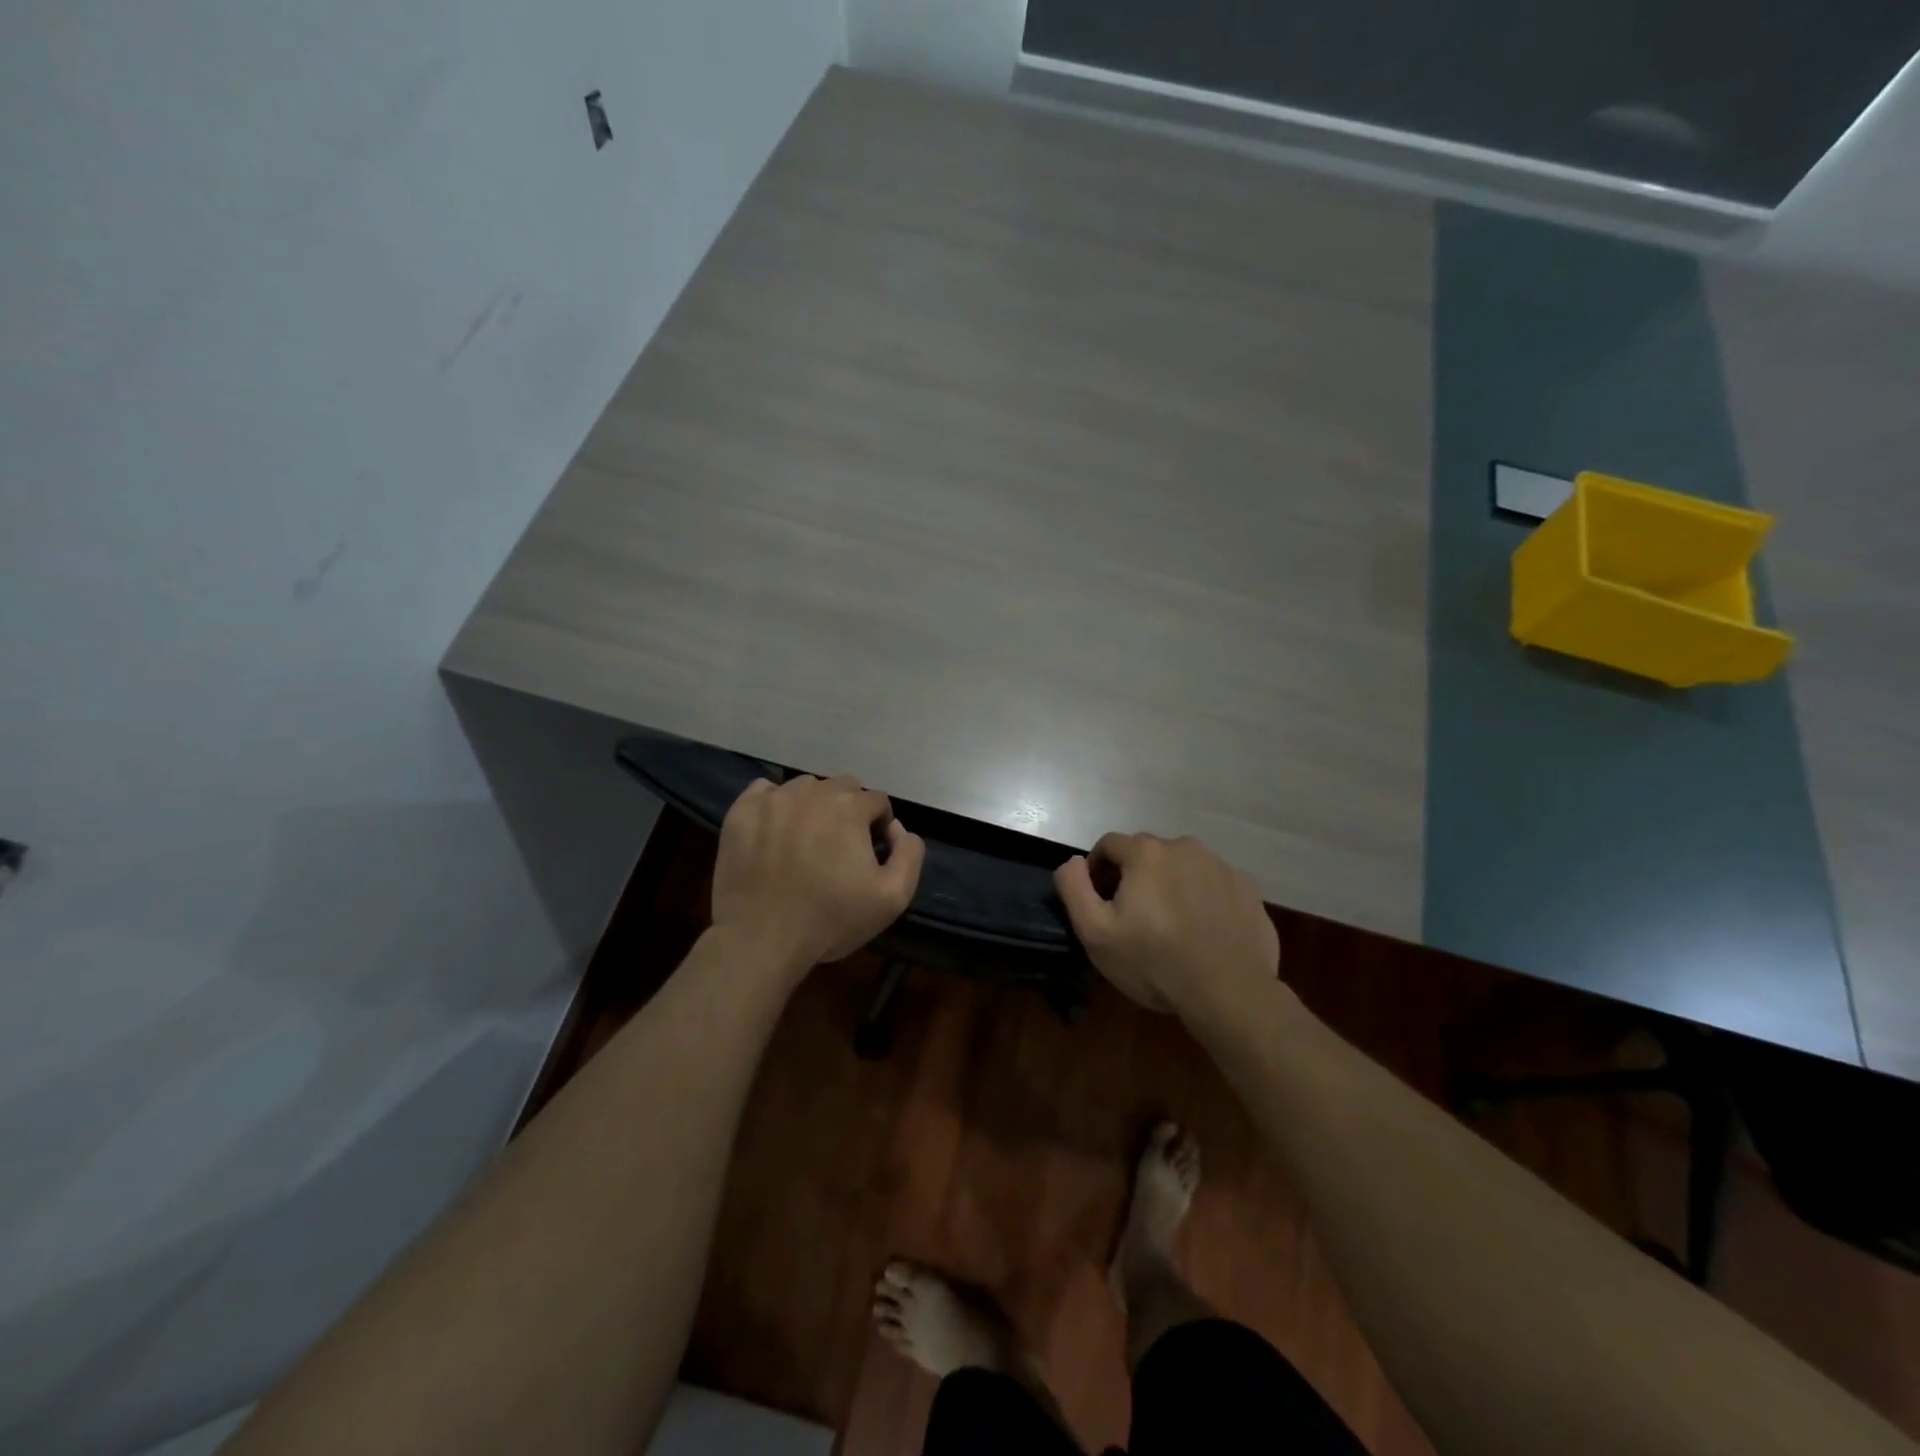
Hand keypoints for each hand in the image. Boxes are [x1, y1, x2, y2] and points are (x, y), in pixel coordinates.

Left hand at [710, 775, 925, 980]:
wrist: (761, 939)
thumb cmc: (830, 920)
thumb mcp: (893, 897)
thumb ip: (909, 854)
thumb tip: (899, 829)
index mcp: (850, 807)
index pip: (877, 801)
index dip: (879, 827)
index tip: (869, 855)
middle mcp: (812, 791)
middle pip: (842, 787)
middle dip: (849, 811)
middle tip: (840, 848)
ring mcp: (773, 799)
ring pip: (805, 788)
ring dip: (814, 806)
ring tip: (806, 841)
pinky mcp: (742, 811)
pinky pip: (765, 791)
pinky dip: (776, 805)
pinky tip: (776, 832)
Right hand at [1054, 832, 1279, 1020]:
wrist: (1229, 991)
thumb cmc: (1154, 961)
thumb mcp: (1095, 932)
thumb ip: (1074, 887)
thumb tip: (1072, 861)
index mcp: (1146, 852)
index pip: (1109, 845)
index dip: (1097, 870)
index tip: (1100, 902)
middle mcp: (1184, 847)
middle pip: (1147, 854)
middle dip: (1135, 878)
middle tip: (1134, 918)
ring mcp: (1221, 866)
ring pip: (1182, 868)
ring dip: (1170, 886)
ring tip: (1170, 926)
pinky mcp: (1247, 889)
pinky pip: (1212, 885)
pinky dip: (1201, 900)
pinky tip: (1201, 932)